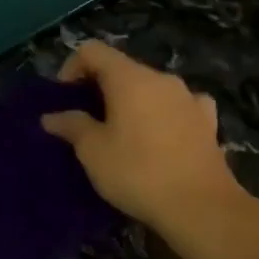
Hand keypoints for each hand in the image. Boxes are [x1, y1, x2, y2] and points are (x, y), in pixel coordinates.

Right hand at [41, 41, 249, 231]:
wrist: (201, 207)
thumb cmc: (138, 172)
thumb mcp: (93, 151)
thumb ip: (72, 126)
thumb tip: (51, 117)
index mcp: (129, 78)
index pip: (93, 51)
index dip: (71, 67)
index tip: (64, 98)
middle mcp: (161, 79)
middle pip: (122, 68)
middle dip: (99, 88)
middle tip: (85, 120)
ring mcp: (188, 98)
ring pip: (149, 87)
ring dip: (130, 101)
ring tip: (121, 132)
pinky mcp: (208, 121)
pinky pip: (178, 105)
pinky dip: (163, 112)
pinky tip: (161, 133)